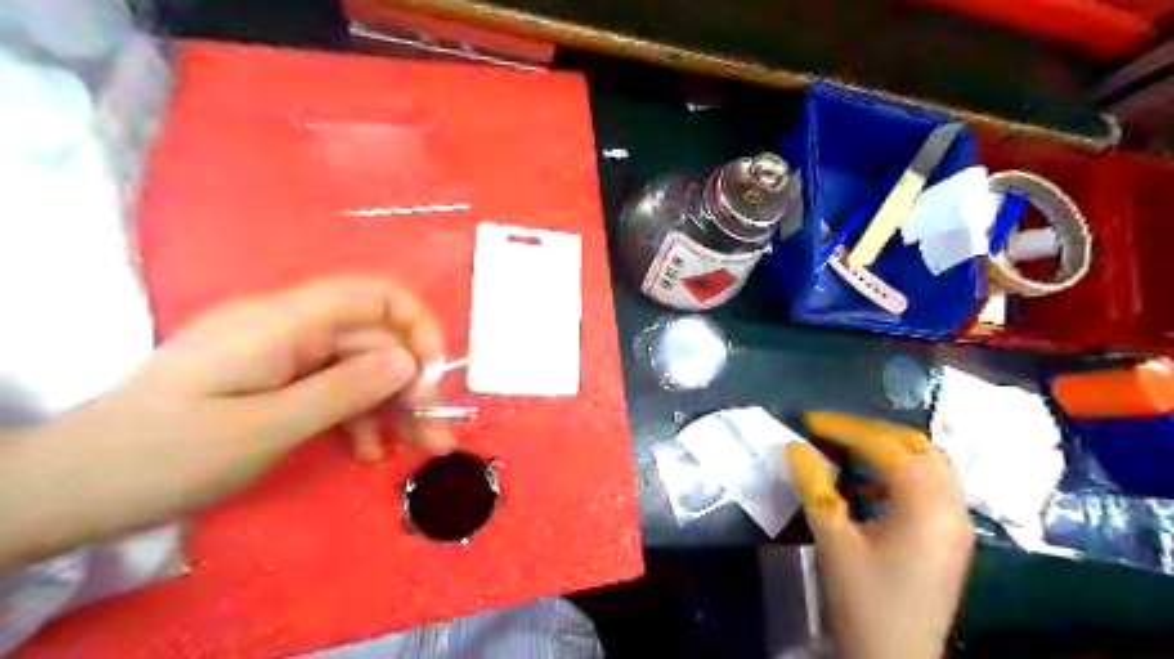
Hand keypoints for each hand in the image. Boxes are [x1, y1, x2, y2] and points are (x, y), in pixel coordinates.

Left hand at [1, 276, 453, 568]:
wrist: (74, 488)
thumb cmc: (168, 455)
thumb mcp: (267, 428)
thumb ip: (345, 389)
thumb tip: (409, 361)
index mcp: (283, 322)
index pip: (372, 295)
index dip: (416, 325)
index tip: (433, 374)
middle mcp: (289, 329)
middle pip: (372, 340)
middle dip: (412, 384)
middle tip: (435, 431)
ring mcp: (282, 356)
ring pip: (359, 369)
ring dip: (393, 407)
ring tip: (418, 448)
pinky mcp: (275, 381)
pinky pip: (333, 389)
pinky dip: (357, 418)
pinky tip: (366, 451)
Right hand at [787, 412, 973, 657]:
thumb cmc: (864, 601)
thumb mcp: (832, 541)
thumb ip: (814, 487)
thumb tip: (794, 447)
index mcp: (927, 508)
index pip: (889, 448)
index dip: (847, 428)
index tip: (810, 421)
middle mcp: (952, 509)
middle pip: (918, 448)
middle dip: (872, 432)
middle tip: (831, 431)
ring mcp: (956, 525)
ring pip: (929, 465)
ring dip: (889, 449)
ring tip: (849, 449)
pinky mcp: (950, 539)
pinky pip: (931, 487)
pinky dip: (900, 473)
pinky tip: (871, 485)